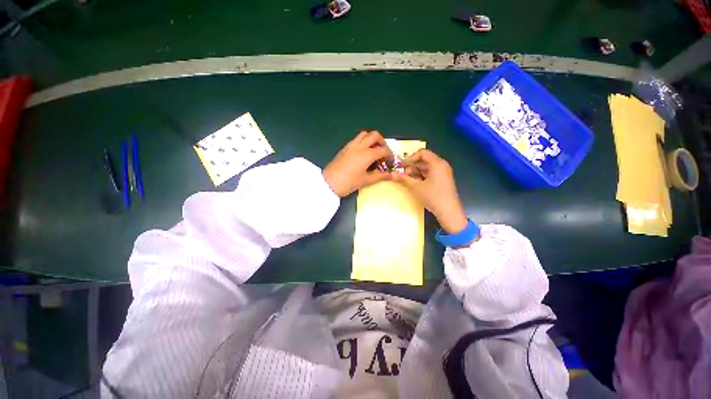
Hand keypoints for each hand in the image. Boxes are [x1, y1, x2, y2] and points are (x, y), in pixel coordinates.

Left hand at [323, 131, 392, 196]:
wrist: (328, 183)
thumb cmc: (348, 183)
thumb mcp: (365, 180)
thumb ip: (380, 176)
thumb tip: (392, 175)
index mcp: (367, 154)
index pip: (383, 149)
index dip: (390, 155)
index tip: (391, 161)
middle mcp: (360, 146)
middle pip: (375, 135)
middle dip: (382, 142)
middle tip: (383, 152)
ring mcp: (351, 145)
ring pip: (364, 134)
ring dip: (372, 139)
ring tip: (374, 151)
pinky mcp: (345, 148)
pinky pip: (357, 139)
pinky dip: (364, 142)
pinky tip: (363, 153)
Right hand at [392, 149, 468, 233]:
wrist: (449, 211)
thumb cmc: (433, 197)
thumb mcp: (416, 187)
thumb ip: (403, 179)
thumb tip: (391, 174)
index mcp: (437, 163)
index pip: (422, 153)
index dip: (410, 158)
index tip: (402, 166)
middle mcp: (442, 165)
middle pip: (424, 159)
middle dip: (412, 165)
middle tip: (403, 174)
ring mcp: (444, 172)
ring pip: (427, 166)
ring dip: (416, 171)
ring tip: (408, 179)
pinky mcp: (443, 179)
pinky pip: (431, 172)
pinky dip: (422, 175)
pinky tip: (416, 183)